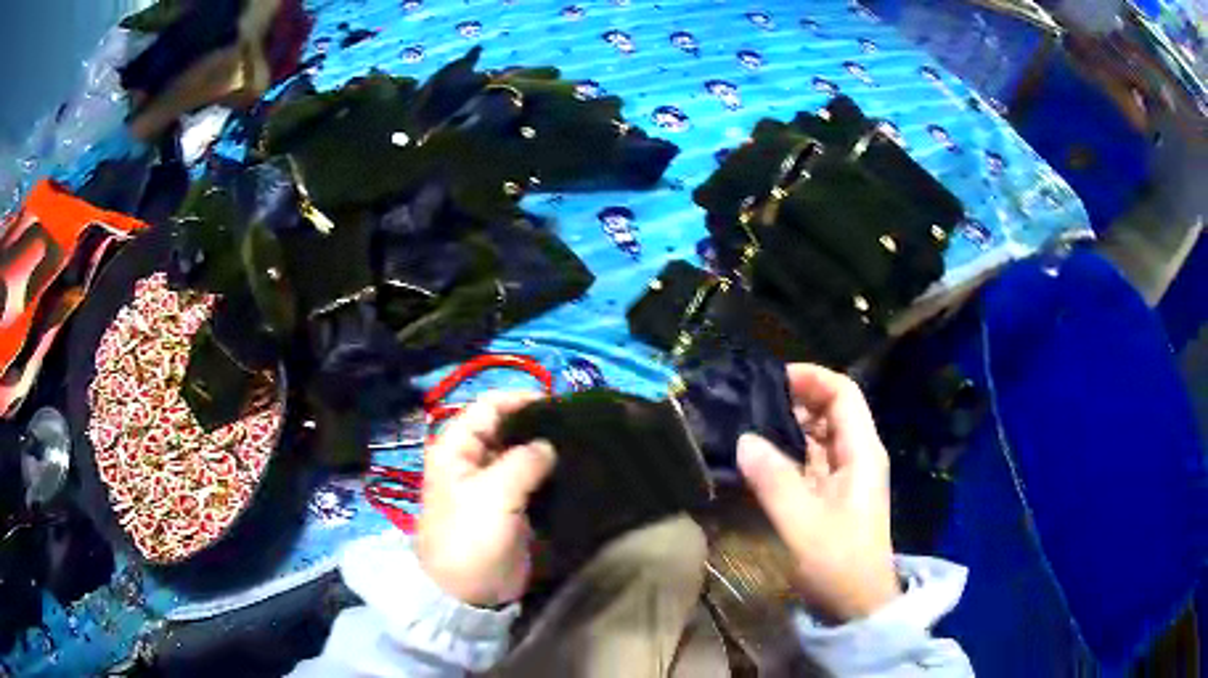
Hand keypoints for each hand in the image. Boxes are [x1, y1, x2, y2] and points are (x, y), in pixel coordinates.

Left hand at [416, 392, 556, 606]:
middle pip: (506, 428)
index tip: (559, 404)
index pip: (488, 407)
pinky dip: (547, 474)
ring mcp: (491, 483)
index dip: (520, 399)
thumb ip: (523, 461)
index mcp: (457, 448)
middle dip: (537, 425)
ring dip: (544, 451)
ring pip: (520, 454)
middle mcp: (472, 459)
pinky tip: (572, 471)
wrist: (468, 590)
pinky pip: (530, 480)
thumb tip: (548, 445)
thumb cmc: (471, 536)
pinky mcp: (509, 505)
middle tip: (576, 427)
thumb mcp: (494, 494)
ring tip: (580, 446)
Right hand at [737, 364, 899, 622]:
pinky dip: (789, 452)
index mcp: (861, 452)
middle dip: (796, 399)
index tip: (772, 380)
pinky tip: (761, 457)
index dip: (812, 378)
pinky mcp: (834, 496)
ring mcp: (847, 477)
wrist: (857, 605)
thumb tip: (744, 439)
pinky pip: (812, 461)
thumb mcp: (802, 522)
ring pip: (821, 436)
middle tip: (751, 401)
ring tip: (750, 423)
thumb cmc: (838, 562)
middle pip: (832, 410)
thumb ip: (773, 479)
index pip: (843, 393)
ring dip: (790, 426)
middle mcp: (858, 456)